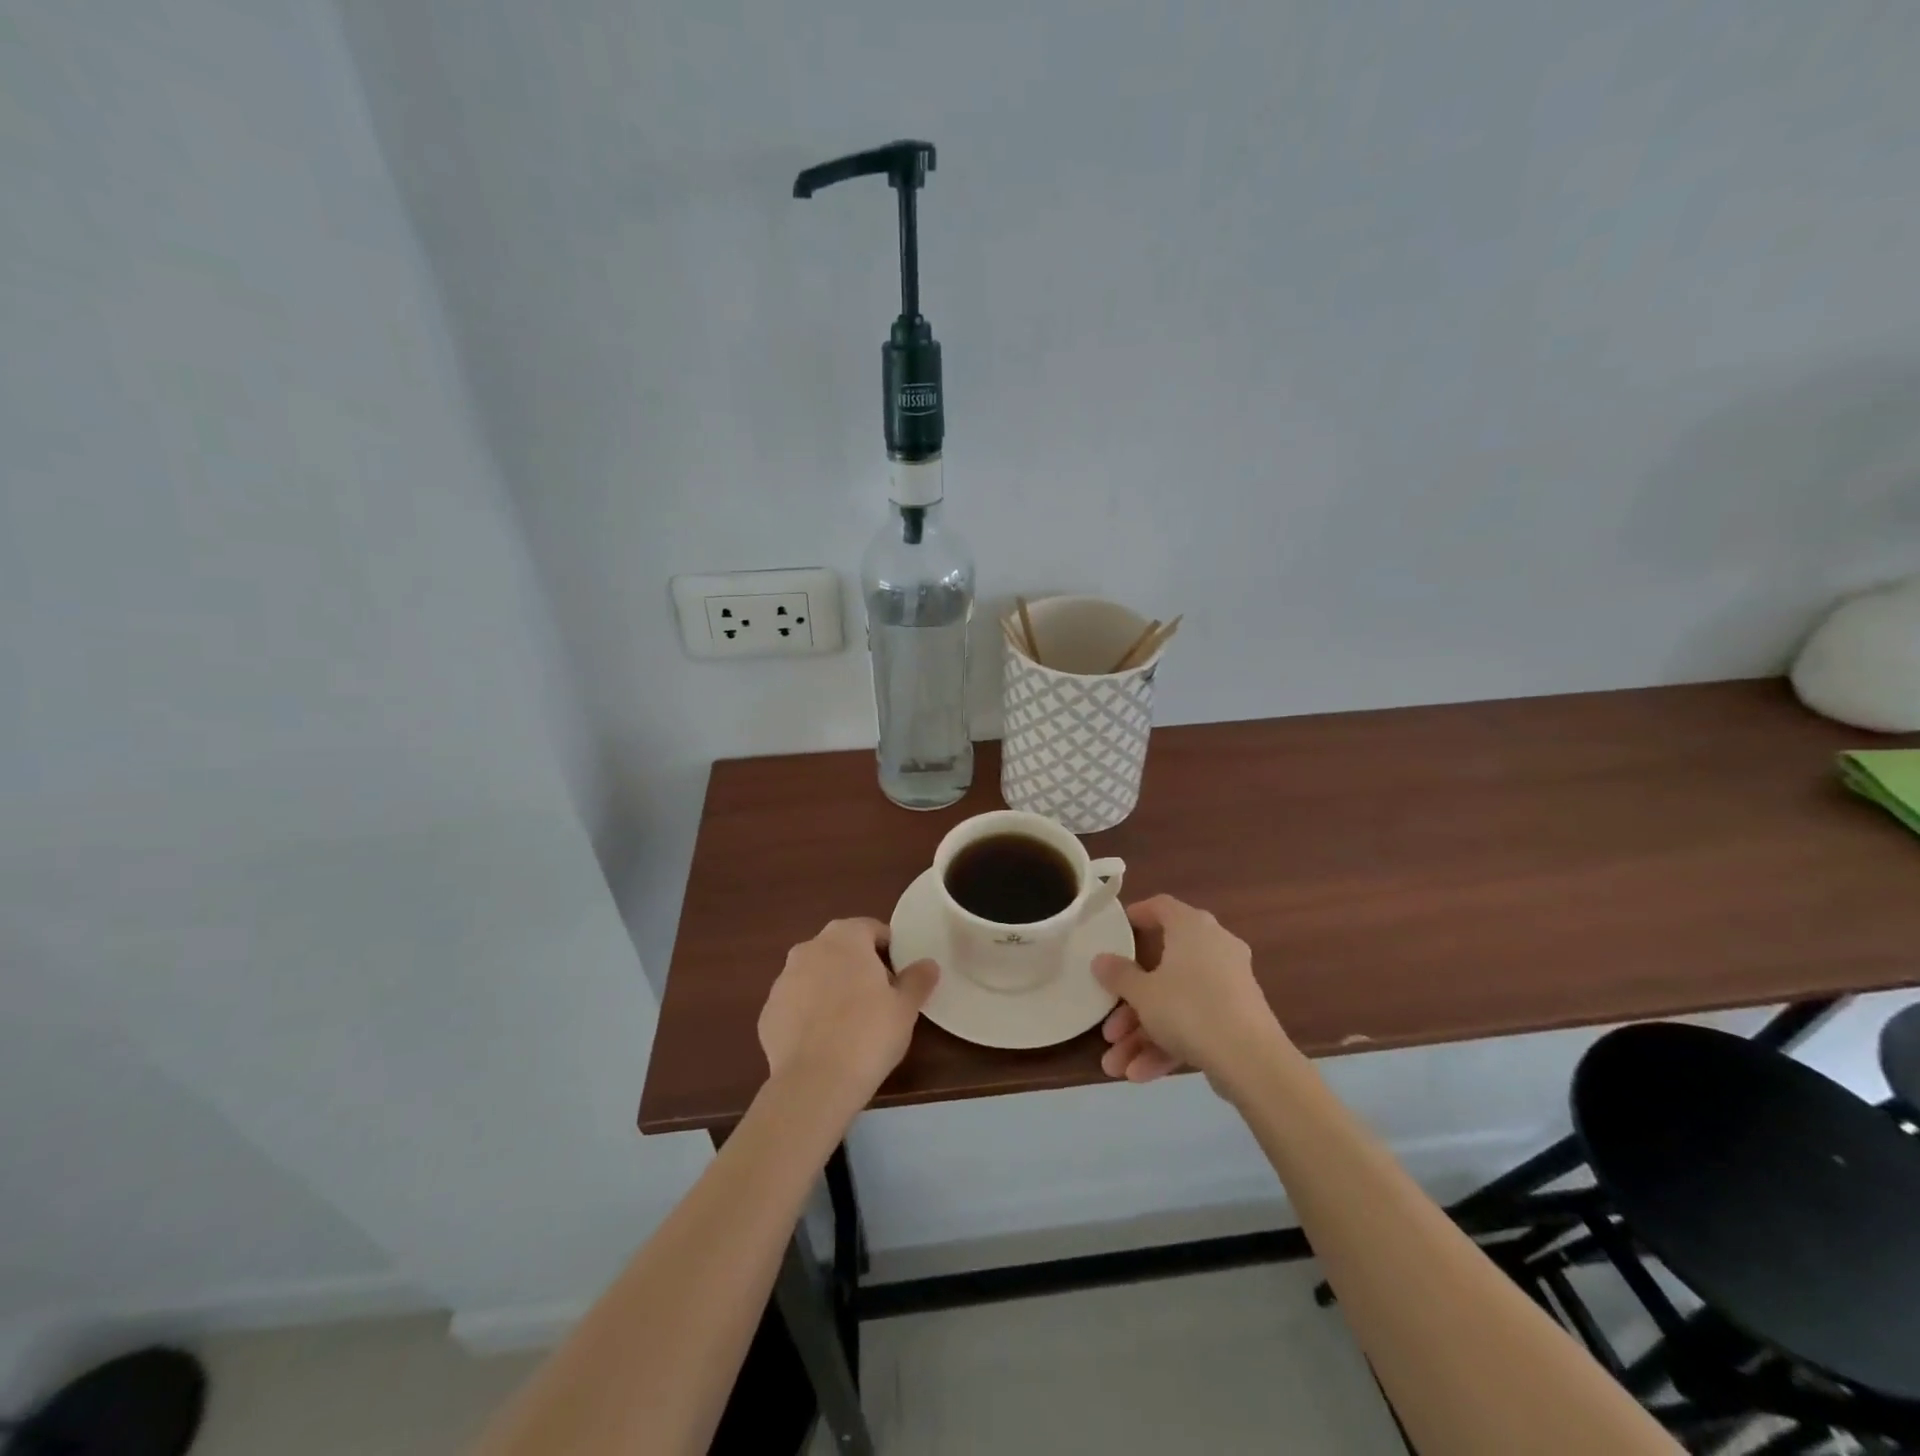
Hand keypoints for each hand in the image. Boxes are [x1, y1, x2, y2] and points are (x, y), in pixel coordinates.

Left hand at [758, 918, 938, 1117]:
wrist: (814, 1083)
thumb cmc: (868, 1034)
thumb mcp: (905, 1007)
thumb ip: (918, 979)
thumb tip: (928, 964)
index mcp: (844, 937)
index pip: (871, 929)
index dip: (889, 949)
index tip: (900, 976)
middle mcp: (808, 948)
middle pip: (840, 949)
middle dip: (858, 966)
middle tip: (879, 998)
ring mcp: (782, 980)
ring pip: (815, 975)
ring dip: (831, 988)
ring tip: (850, 1023)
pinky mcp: (767, 1012)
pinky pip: (796, 1005)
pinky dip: (809, 1014)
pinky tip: (824, 1042)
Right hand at [1092, 895, 1288, 1090]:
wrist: (1252, 1061)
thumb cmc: (1190, 1009)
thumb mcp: (1143, 993)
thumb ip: (1118, 975)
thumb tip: (1100, 960)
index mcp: (1192, 927)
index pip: (1161, 907)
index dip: (1137, 915)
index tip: (1117, 931)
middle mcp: (1213, 947)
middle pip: (1162, 968)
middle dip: (1130, 1004)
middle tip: (1108, 1027)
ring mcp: (1228, 984)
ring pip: (1176, 1003)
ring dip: (1143, 1033)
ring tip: (1115, 1066)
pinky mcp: (1237, 1017)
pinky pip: (1194, 1023)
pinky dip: (1168, 1044)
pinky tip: (1140, 1074)